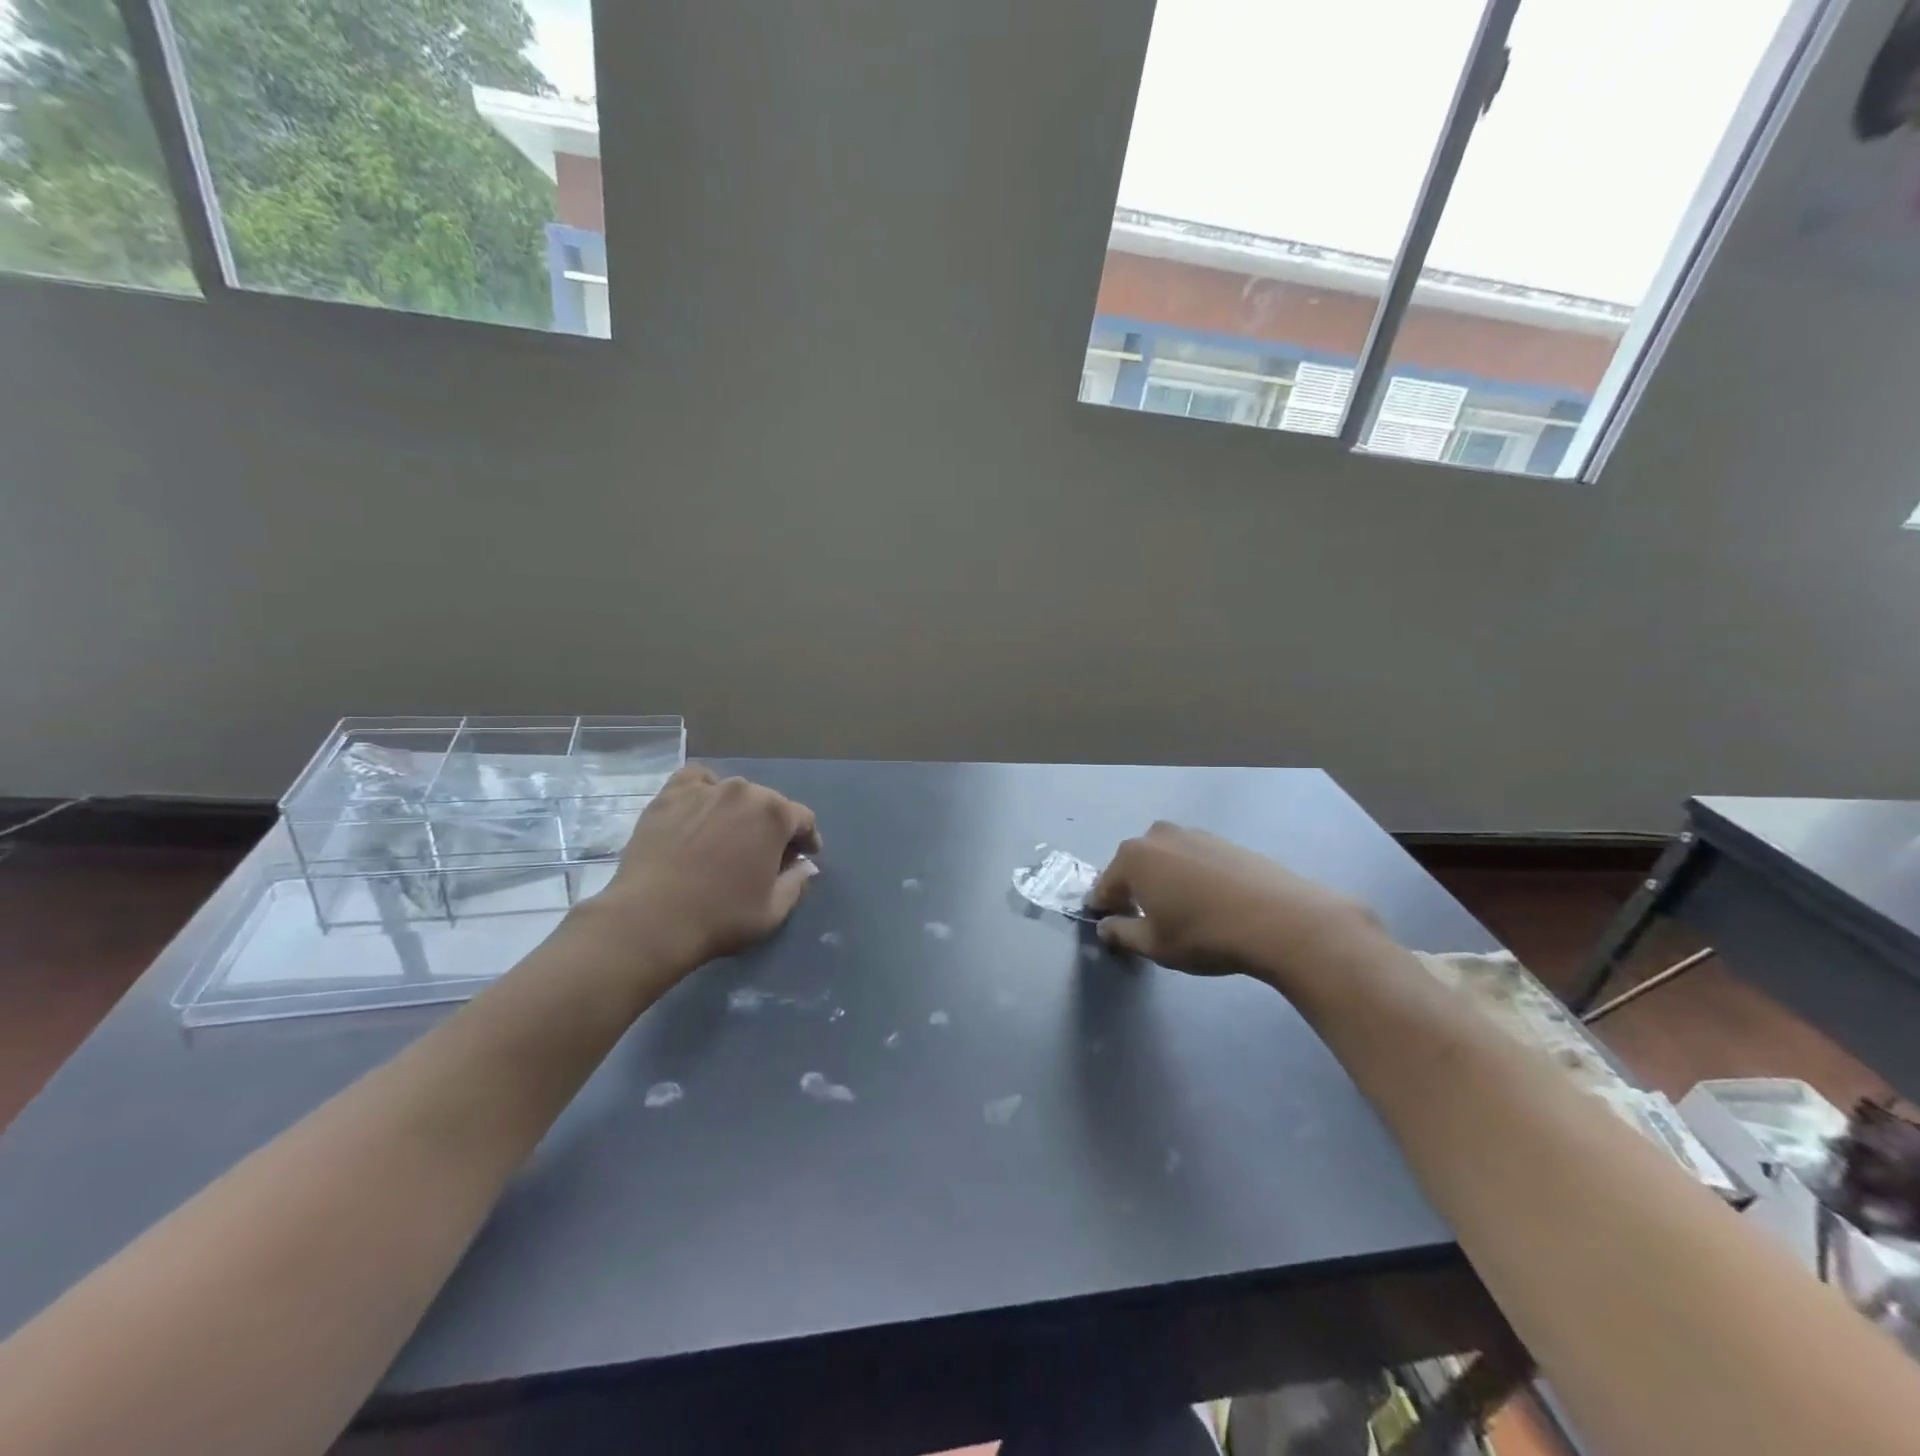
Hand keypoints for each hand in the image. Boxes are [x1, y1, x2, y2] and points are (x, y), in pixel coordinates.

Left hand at [590, 766, 822, 971]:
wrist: (652, 919)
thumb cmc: (721, 916)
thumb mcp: (774, 910)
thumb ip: (797, 882)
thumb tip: (802, 866)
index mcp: (776, 815)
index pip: (803, 819)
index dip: (807, 839)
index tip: (804, 856)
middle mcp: (745, 791)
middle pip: (770, 803)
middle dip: (773, 826)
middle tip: (764, 852)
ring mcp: (706, 789)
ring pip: (735, 792)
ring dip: (740, 810)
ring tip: (729, 833)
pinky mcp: (671, 795)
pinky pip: (697, 780)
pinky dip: (705, 789)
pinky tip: (702, 808)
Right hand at [1087, 822, 1381, 988]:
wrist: (1280, 919)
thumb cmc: (1204, 934)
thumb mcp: (1154, 945)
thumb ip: (1121, 934)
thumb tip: (1106, 926)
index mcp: (1132, 858)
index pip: (1104, 886)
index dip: (1103, 909)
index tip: (1109, 928)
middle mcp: (1157, 836)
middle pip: (1133, 867)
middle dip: (1133, 891)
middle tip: (1146, 922)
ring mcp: (1193, 834)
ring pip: (1164, 860)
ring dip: (1163, 881)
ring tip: (1181, 912)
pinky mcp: (1223, 841)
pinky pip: (1193, 859)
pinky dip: (1191, 876)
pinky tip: (1209, 903)